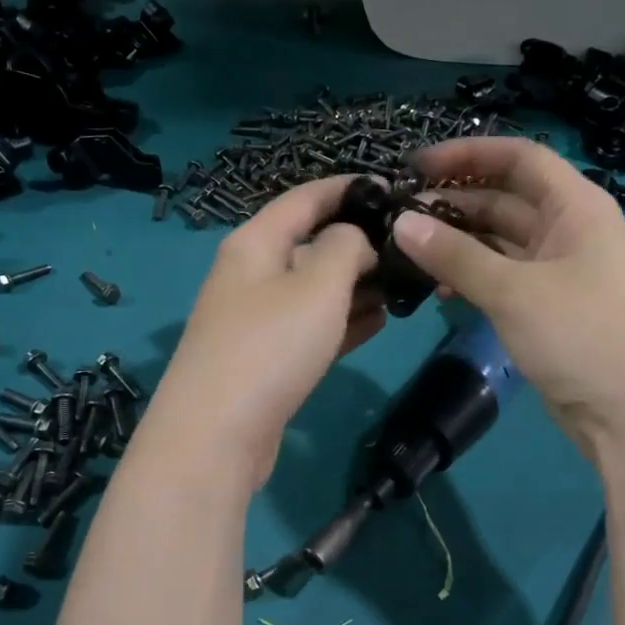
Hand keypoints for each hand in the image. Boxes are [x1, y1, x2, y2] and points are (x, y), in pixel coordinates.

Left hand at [145, 175, 383, 489]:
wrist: (215, 436)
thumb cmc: (270, 346)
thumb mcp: (318, 284)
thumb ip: (345, 247)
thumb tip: (354, 239)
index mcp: (254, 243)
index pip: (304, 198)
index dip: (347, 188)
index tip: (391, 188)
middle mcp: (250, 274)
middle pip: (310, 244)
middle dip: (358, 243)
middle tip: (408, 249)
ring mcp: (255, 320)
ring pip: (313, 289)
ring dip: (356, 286)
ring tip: (403, 286)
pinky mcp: (265, 359)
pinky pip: (310, 327)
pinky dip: (342, 322)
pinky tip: (378, 322)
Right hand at [392, 138, 624, 461]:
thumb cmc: (585, 337)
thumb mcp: (514, 292)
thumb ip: (455, 255)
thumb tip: (401, 223)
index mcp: (576, 207)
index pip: (519, 158)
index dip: (467, 155)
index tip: (417, 167)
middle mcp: (569, 230)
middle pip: (505, 199)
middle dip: (454, 204)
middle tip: (400, 218)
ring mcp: (560, 272)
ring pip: (500, 242)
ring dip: (458, 245)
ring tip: (409, 255)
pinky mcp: (550, 309)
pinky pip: (503, 279)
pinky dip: (472, 279)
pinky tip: (439, 293)